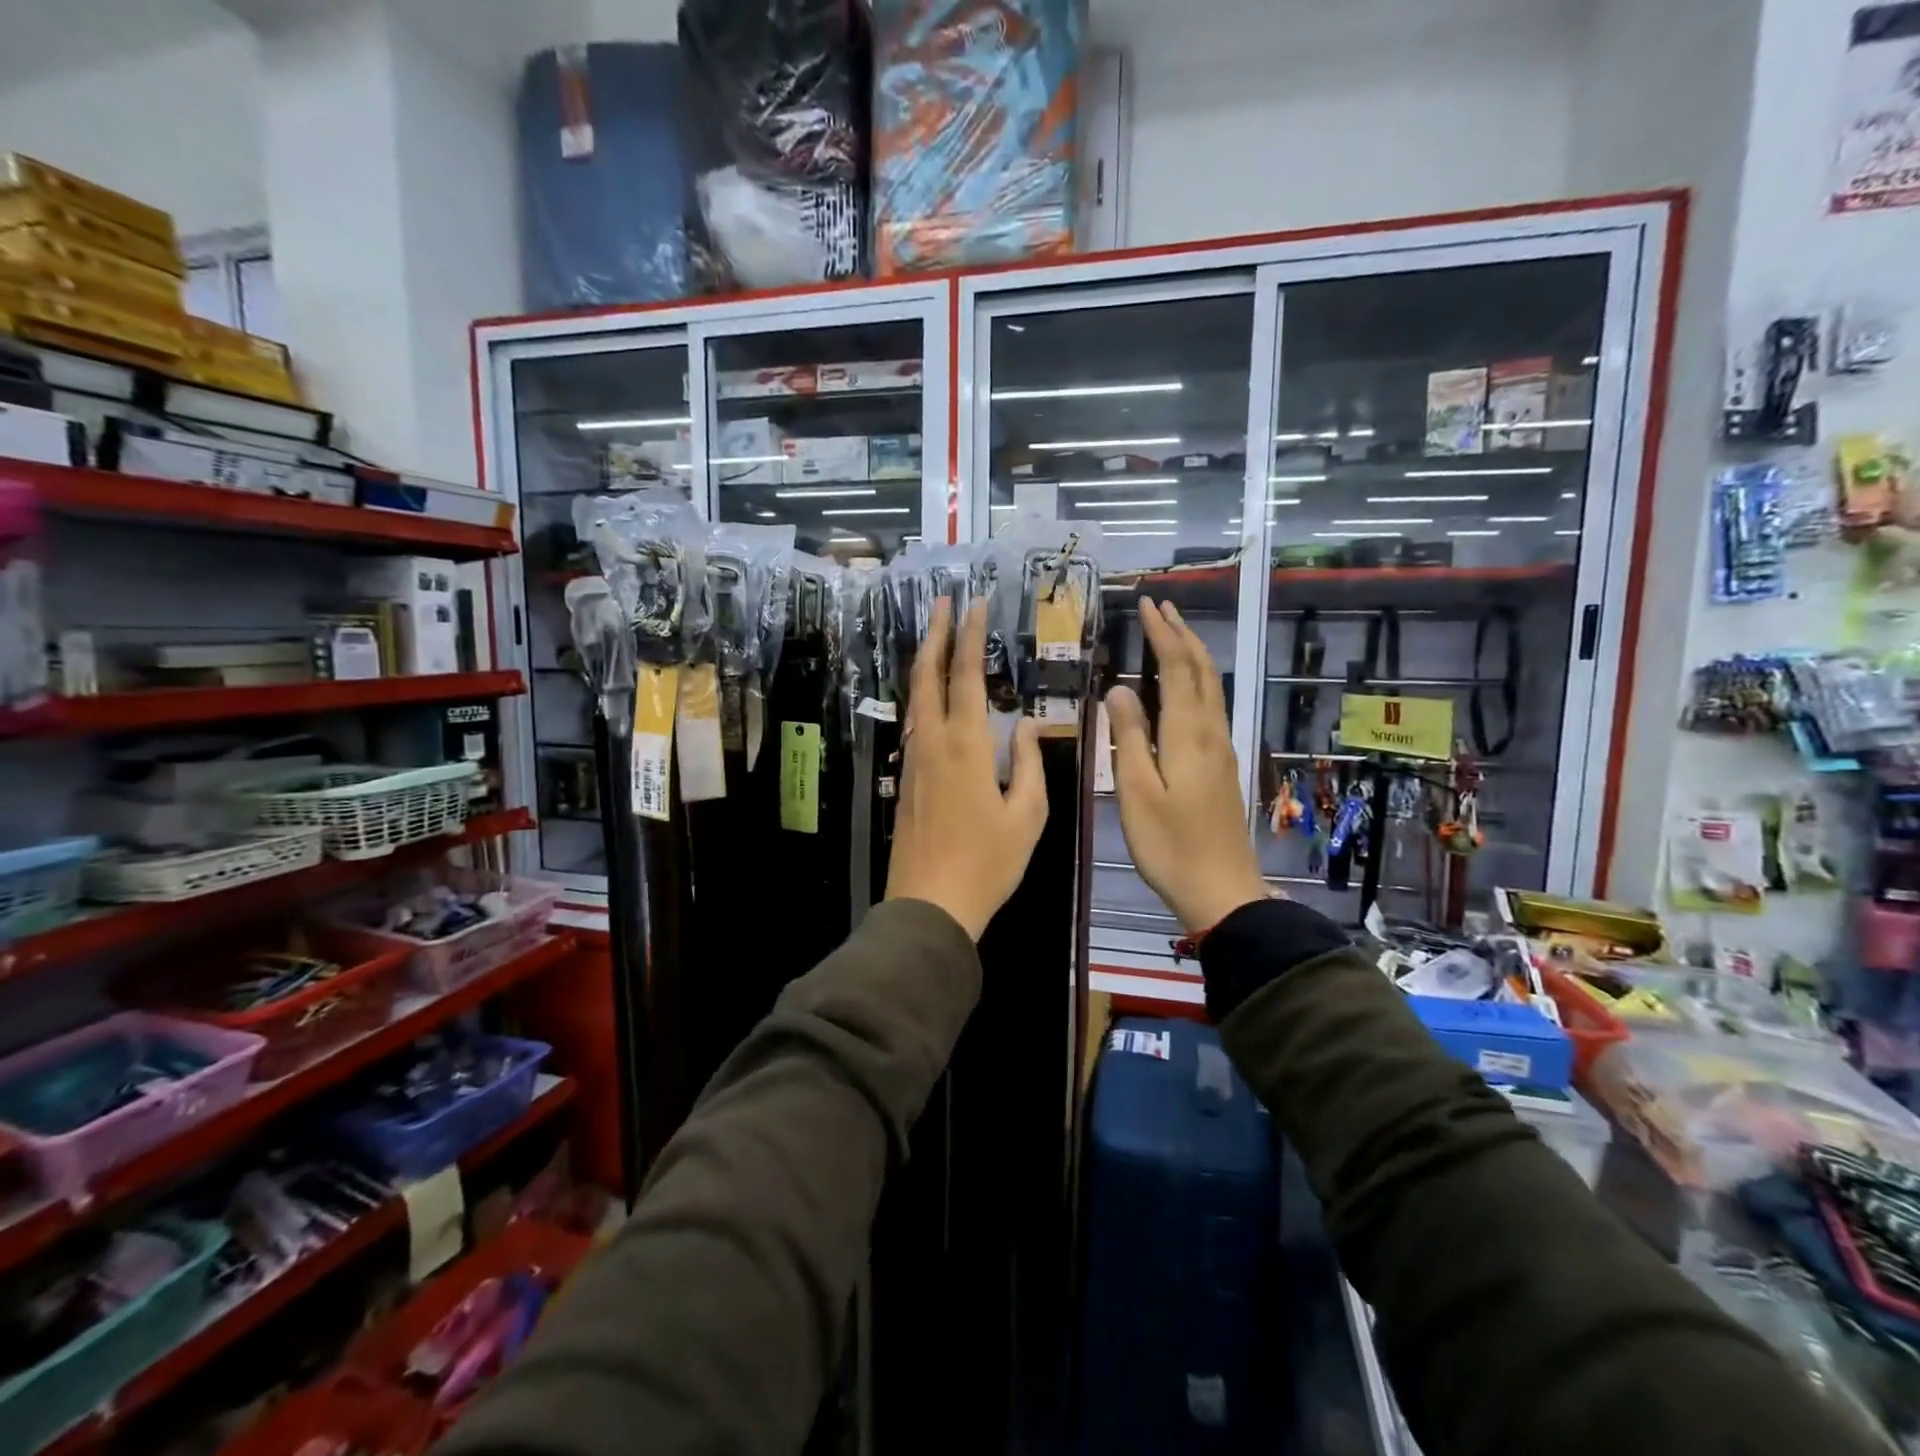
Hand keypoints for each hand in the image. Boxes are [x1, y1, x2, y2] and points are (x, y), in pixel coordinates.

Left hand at [885, 597, 1047, 938]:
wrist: (929, 905)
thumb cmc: (987, 863)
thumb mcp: (1026, 817)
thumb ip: (1028, 765)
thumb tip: (1022, 726)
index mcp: (965, 747)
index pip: (964, 677)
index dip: (969, 637)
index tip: (974, 605)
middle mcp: (932, 744)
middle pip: (927, 677)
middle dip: (934, 634)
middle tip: (942, 602)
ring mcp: (913, 762)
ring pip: (915, 700)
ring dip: (925, 663)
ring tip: (935, 638)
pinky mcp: (905, 781)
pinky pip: (914, 726)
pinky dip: (923, 698)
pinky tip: (932, 698)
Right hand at [1106, 598, 1270, 934]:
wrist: (1222, 890)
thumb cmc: (1170, 845)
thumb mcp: (1136, 793)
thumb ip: (1128, 738)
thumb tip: (1119, 690)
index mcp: (1188, 736)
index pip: (1177, 670)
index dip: (1162, 635)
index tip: (1146, 605)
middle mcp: (1210, 733)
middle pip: (1202, 672)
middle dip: (1182, 635)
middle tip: (1161, 607)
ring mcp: (1221, 750)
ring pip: (1211, 688)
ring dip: (1193, 655)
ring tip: (1173, 634)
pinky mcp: (1223, 766)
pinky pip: (1211, 707)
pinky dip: (1197, 682)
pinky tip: (1185, 687)